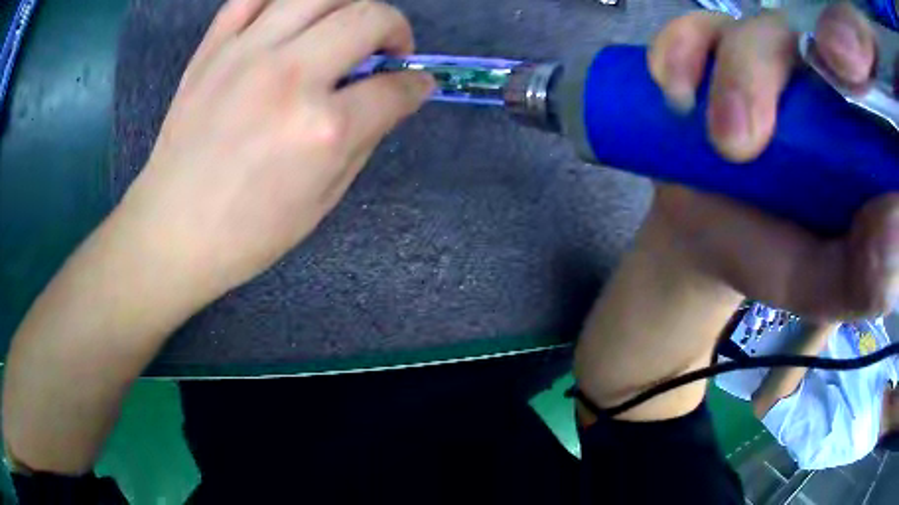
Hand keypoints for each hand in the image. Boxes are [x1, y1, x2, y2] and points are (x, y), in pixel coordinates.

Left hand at [119, 0, 432, 300]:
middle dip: (395, 28)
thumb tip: (393, 96)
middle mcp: (290, 76)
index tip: (416, 84)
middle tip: (387, 50)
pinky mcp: (212, 49)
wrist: (172, 231)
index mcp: (324, 129)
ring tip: (344, 27)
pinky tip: (290, 19)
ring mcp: (246, 54)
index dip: (416, 84)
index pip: (395, 86)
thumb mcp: (323, 199)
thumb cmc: (249, 232)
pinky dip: (282, 1)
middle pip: (369, 16)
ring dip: (349, 5)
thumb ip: (365, 137)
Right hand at [646, 3, 898, 320]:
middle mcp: (825, 79)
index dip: (862, 52)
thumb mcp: (829, 285)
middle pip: (819, 35)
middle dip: (784, 68)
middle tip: (751, 141)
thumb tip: (895, 229)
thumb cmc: (780, 257)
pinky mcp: (717, 48)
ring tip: (722, 142)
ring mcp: (770, 55)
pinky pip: (699, 28)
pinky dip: (682, 49)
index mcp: (866, 135)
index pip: (875, 82)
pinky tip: (675, 89)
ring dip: (737, 75)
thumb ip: (867, 275)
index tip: (847, 74)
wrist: (713, 235)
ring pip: (760, 29)